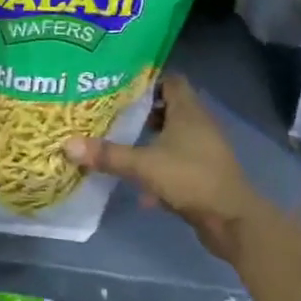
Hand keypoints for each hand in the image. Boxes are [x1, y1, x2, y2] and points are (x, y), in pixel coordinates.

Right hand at [64, 74, 271, 261]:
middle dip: (141, 111)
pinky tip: (140, 186)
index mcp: (188, 110)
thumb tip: (67, 144)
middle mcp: (198, 124)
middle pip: (168, 107)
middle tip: (111, 112)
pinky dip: (159, 168)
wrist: (232, 221)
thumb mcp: (144, 165)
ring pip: (172, 136)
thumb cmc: (191, 179)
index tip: (119, 84)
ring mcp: (203, 150)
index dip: (146, 79)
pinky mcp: (203, 173)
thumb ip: (108, 155)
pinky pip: (176, 162)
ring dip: (149, 140)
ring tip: (119, 142)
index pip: (169, 80)